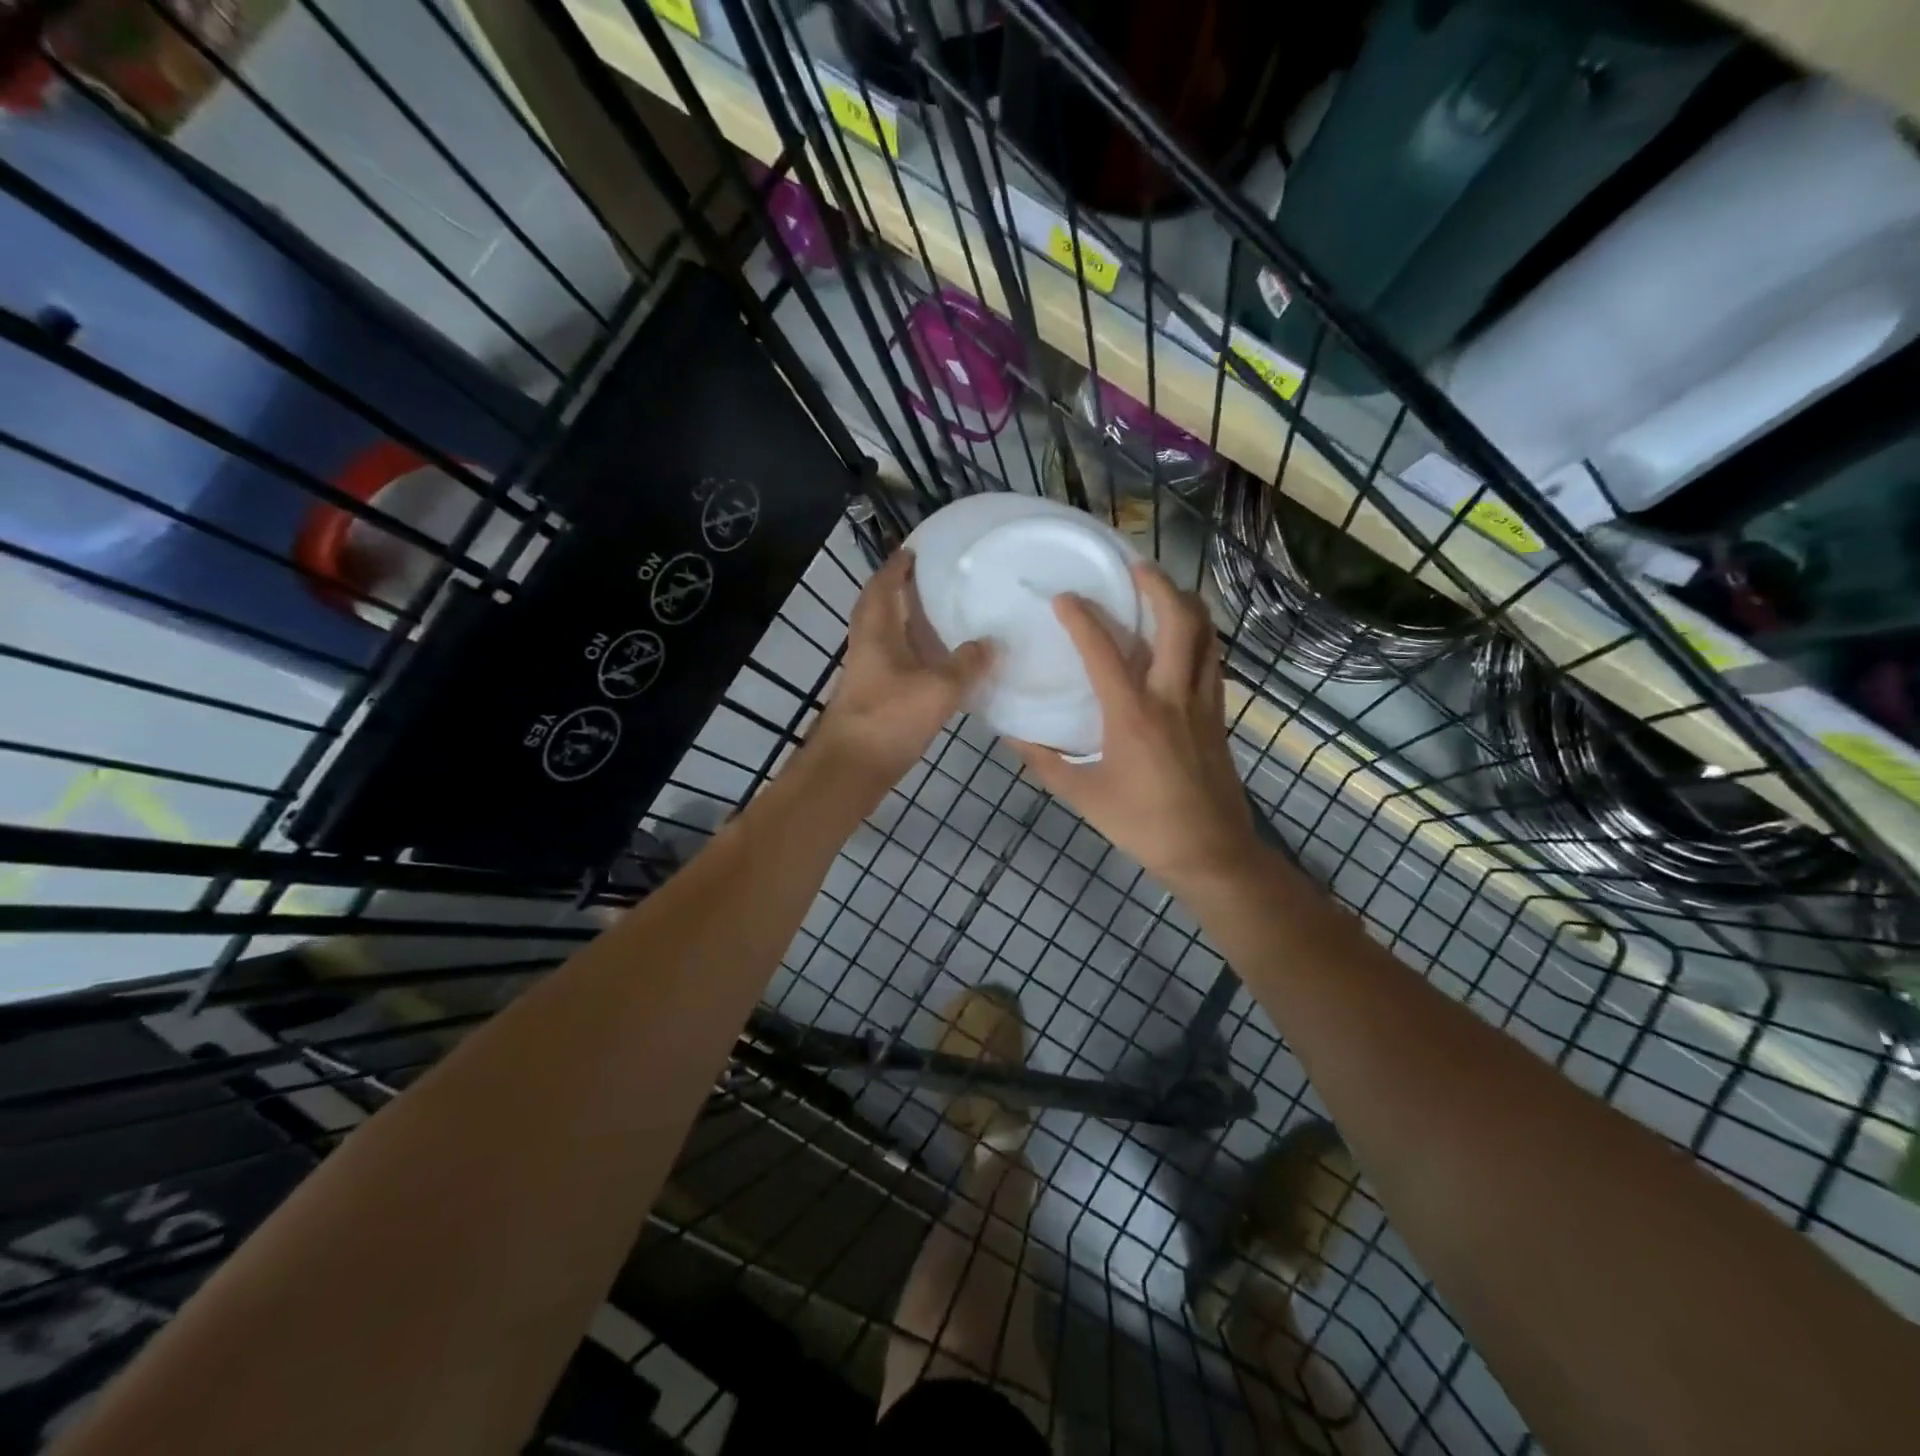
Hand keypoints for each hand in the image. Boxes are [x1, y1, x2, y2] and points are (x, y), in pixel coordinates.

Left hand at [812, 548, 990, 788]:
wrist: (852, 767)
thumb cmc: (889, 718)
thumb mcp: (938, 688)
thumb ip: (967, 664)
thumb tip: (990, 643)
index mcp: (876, 630)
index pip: (884, 584)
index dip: (898, 565)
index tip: (919, 549)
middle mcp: (867, 643)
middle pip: (881, 605)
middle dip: (903, 589)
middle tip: (936, 579)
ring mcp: (868, 670)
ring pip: (887, 633)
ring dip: (909, 620)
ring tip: (943, 613)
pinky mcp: (874, 694)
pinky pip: (895, 658)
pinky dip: (914, 650)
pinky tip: (939, 660)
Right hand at [1010, 563, 1257, 891]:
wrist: (1210, 851)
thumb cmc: (1142, 824)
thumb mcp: (1083, 797)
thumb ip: (1045, 763)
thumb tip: (1014, 737)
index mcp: (1132, 714)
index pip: (1103, 650)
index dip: (1081, 617)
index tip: (1064, 597)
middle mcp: (1172, 695)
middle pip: (1177, 621)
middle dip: (1157, 584)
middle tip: (1134, 567)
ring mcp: (1203, 702)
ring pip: (1205, 634)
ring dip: (1185, 603)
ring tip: (1162, 591)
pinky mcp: (1218, 714)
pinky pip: (1213, 659)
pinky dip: (1199, 636)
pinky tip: (1183, 640)